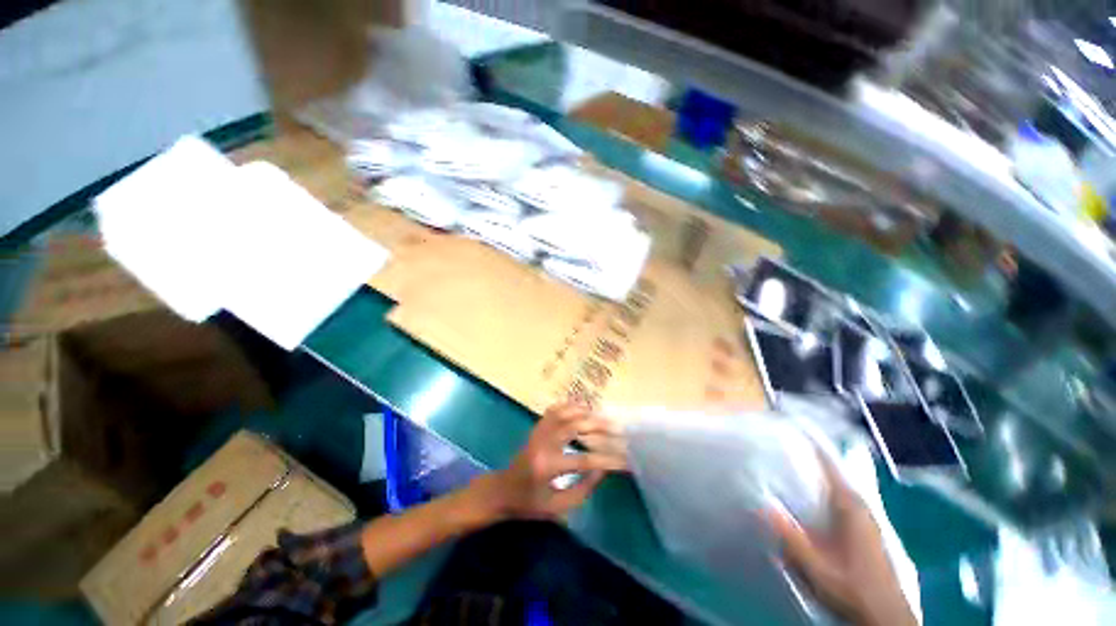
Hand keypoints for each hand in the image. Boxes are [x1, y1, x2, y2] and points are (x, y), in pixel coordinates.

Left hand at [474, 402, 626, 520]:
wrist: (503, 491)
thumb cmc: (530, 504)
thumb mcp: (557, 507)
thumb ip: (582, 489)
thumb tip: (602, 469)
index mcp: (547, 468)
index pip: (583, 460)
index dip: (607, 460)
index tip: (626, 461)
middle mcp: (543, 445)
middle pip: (574, 427)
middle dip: (598, 427)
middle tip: (617, 429)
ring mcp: (538, 433)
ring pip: (564, 414)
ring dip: (585, 413)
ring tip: (604, 417)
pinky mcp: (537, 428)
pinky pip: (554, 410)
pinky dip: (569, 406)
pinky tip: (582, 407)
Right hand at [768, 453, 916, 625]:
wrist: (885, 618)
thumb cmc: (853, 591)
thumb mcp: (817, 569)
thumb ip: (791, 539)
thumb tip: (760, 504)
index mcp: (851, 507)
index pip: (829, 465)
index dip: (811, 443)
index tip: (789, 424)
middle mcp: (859, 506)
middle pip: (832, 470)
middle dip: (808, 453)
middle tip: (779, 440)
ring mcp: (863, 518)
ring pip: (835, 484)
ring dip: (814, 471)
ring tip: (786, 460)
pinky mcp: (862, 529)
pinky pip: (838, 498)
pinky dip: (821, 488)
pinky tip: (804, 495)